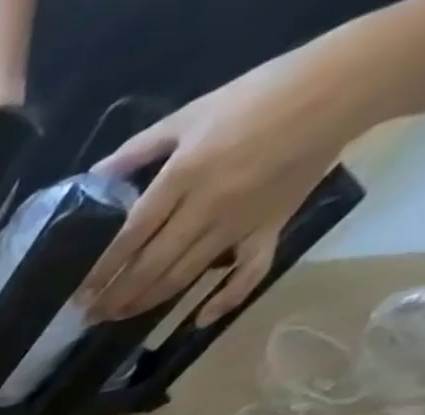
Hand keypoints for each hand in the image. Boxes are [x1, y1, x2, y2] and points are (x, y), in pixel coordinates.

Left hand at [81, 49, 358, 325]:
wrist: (346, 81)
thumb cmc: (260, 94)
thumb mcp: (191, 114)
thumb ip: (138, 149)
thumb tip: (93, 176)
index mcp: (183, 177)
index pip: (128, 238)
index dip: (100, 272)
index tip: (78, 295)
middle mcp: (205, 208)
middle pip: (149, 268)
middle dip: (115, 298)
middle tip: (90, 316)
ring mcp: (239, 223)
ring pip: (182, 277)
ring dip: (146, 303)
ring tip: (117, 317)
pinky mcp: (271, 227)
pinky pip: (249, 273)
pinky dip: (226, 300)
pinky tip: (199, 322)